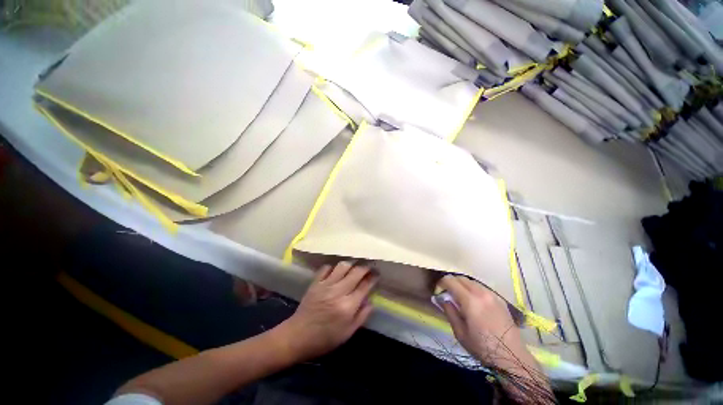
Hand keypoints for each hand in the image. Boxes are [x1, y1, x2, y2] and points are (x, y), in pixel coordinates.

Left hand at [274, 262, 377, 361]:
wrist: (298, 336)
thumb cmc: (325, 338)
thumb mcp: (348, 333)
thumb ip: (362, 316)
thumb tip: (370, 301)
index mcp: (348, 306)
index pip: (365, 286)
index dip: (373, 278)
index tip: (377, 273)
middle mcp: (338, 291)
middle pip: (356, 272)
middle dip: (365, 267)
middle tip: (368, 267)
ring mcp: (326, 285)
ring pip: (342, 266)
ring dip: (351, 264)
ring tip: (353, 267)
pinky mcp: (316, 282)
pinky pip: (326, 268)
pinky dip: (333, 267)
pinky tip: (336, 272)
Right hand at [437, 275, 523, 365]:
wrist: (511, 356)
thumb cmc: (482, 347)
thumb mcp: (460, 333)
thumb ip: (449, 312)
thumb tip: (442, 299)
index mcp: (470, 301)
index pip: (451, 281)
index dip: (441, 283)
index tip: (438, 290)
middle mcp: (481, 293)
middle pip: (462, 278)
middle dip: (452, 282)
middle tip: (447, 292)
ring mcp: (492, 295)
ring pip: (472, 281)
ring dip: (463, 284)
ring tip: (460, 295)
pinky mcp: (500, 299)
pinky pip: (482, 287)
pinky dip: (473, 289)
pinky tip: (474, 300)